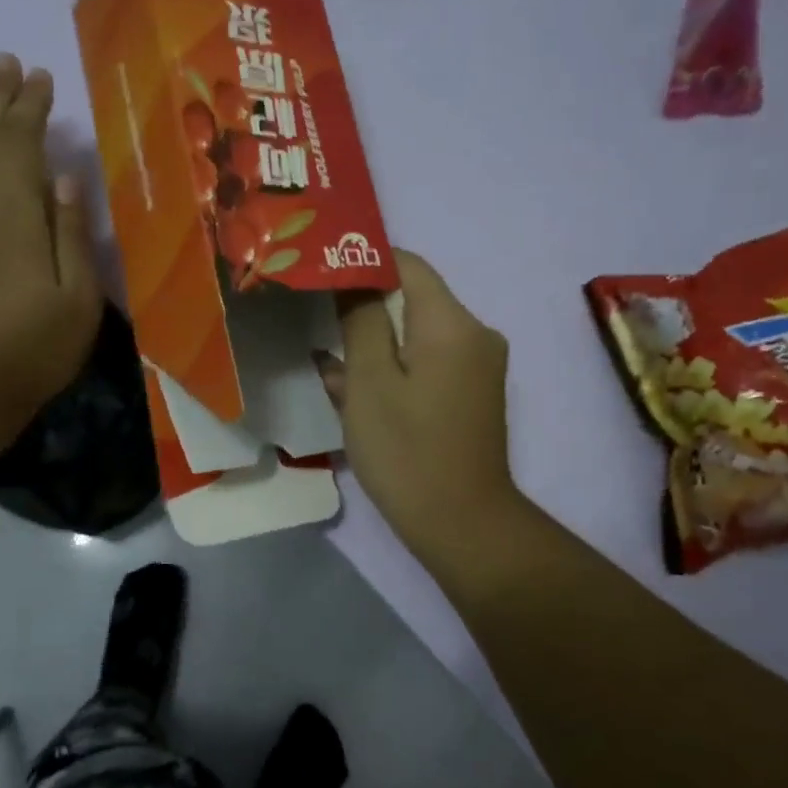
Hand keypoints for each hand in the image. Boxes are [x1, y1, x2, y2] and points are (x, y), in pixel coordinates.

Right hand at [319, 251, 521, 563]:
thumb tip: (352, 277)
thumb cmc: (407, 451)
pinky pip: (426, 365)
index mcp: (452, 323)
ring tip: (324, 353)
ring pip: (415, 336)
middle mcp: (474, 335)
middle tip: (313, 313)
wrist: (462, 525)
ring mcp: (475, 368)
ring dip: (373, 343)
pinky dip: (392, 369)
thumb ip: (360, 320)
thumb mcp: (370, 382)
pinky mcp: (469, 396)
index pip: (408, 265)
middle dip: (363, 307)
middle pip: (413, 300)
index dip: (363, 262)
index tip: (320, 273)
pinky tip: (348, 386)